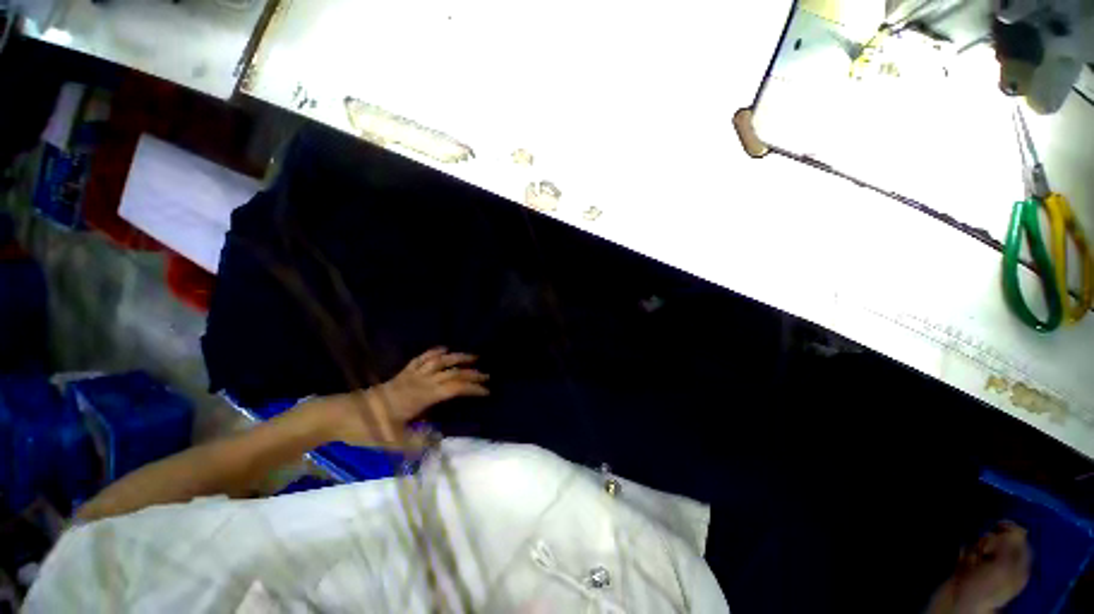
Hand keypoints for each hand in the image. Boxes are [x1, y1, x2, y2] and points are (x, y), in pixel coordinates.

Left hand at [319, 348, 488, 447]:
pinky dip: (434, 352)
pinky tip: (443, 349)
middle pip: (451, 372)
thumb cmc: (367, 428)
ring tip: (472, 357)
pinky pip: (421, 358)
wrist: (341, 414)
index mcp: (421, 396)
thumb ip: (417, 443)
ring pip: (439, 360)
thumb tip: (438, 441)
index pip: (454, 387)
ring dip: (457, 357)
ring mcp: (410, 375)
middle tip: (486, 375)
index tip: (486, 391)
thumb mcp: (392, 441)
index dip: (472, 387)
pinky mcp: (402, 374)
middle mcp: (420, 382)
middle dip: (471, 373)